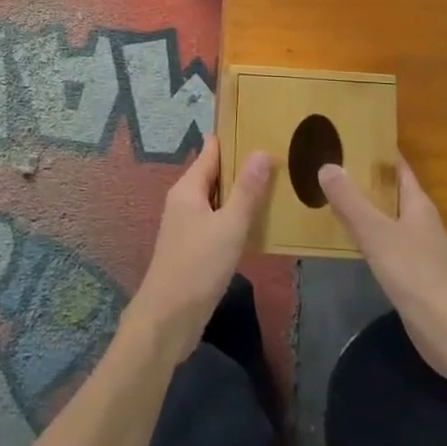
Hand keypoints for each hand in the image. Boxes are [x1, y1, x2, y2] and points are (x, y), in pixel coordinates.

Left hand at [122, 136, 273, 367]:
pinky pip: (217, 220)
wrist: (167, 320)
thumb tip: (262, 151)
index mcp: (188, 188)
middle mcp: (184, 200)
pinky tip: (258, 221)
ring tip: (276, 184)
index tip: (262, 125)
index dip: (234, 137)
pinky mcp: (193, 247)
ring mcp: (187, 224)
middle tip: (279, 154)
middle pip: (215, 172)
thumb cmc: (198, 267)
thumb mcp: (229, 226)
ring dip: (241, 192)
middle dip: (242, 164)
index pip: (212, 150)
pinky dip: (235, 215)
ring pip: (217, 198)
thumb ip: (247, 190)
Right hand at [319, 157, 446, 382]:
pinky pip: (384, 242)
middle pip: (390, 190)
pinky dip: (366, 235)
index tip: (346, 138)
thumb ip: (351, 201)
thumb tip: (327, 165)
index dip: (375, 150)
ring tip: (328, 196)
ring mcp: (418, 247)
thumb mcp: (377, 234)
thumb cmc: (416, 274)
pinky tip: (345, 238)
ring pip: (386, 217)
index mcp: (417, 203)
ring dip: (362, 207)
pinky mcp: (412, 272)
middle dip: (362, 178)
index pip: (397, 166)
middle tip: (327, 165)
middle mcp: (419, 219)